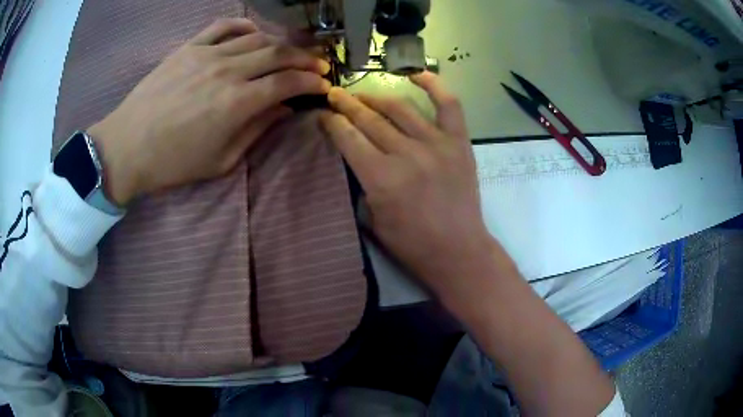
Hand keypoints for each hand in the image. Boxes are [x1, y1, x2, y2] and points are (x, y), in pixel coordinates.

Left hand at [89, 18, 331, 205]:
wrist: (127, 147)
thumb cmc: (173, 163)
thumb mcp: (220, 161)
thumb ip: (256, 131)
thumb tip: (282, 110)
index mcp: (237, 103)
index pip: (287, 82)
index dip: (311, 81)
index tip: (323, 84)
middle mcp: (227, 71)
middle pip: (278, 54)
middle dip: (304, 58)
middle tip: (317, 64)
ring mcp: (207, 54)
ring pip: (256, 38)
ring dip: (280, 43)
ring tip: (290, 51)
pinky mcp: (189, 48)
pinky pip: (223, 27)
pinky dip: (244, 26)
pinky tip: (253, 33)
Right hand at [320, 72, 499, 295]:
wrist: (458, 251)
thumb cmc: (412, 244)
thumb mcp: (373, 220)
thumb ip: (363, 183)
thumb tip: (357, 155)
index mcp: (381, 177)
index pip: (348, 137)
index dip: (331, 122)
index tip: (322, 114)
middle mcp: (406, 153)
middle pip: (368, 118)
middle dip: (346, 104)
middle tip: (334, 94)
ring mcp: (436, 144)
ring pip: (399, 107)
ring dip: (375, 97)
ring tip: (362, 94)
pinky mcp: (459, 142)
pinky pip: (448, 105)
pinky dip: (434, 85)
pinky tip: (416, 74)